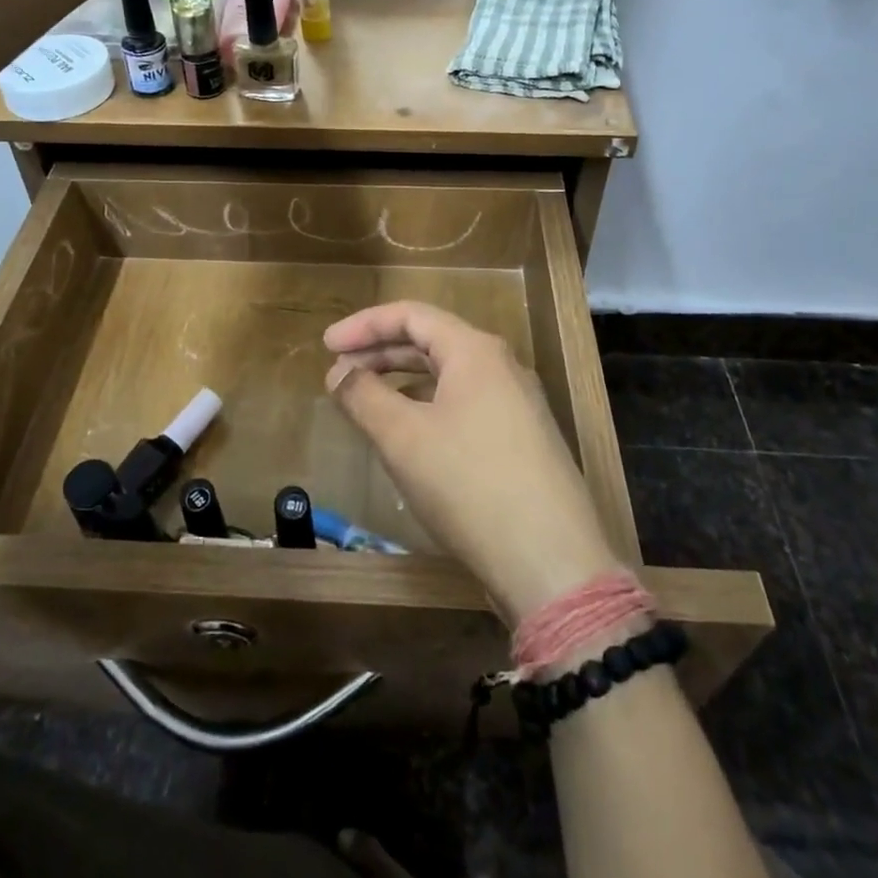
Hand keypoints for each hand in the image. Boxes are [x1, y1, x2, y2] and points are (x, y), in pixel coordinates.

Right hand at [323, 301, 624, 626]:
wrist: (552, 562)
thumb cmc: (469, 484)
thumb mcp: (403, 438)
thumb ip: (364, 396)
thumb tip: (339, 371)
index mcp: (475, 351)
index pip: (411, 315)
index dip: (364, 325)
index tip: (325, 344)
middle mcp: (501, 366)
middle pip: (430, 341)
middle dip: (380, 352)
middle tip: (338, 372)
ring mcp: (516, 404)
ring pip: (447, 375)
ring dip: (402, 380)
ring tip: (365, 401)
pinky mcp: (521, 439)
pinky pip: (464, 404)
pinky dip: (427, 406)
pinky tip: (408, 434)